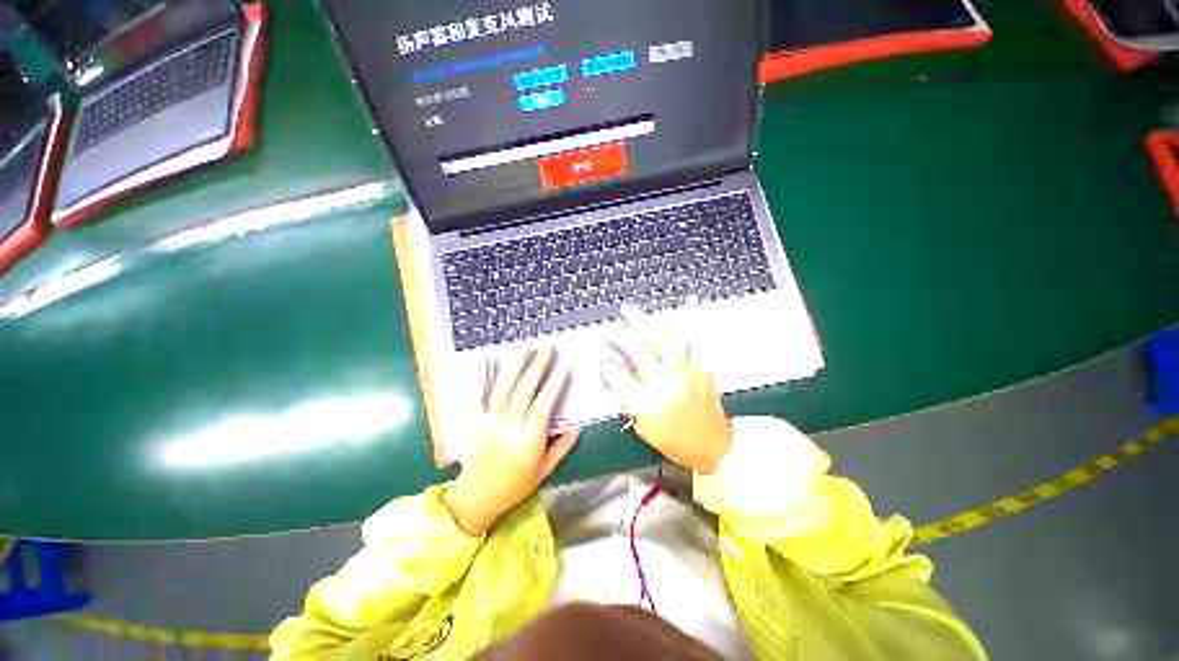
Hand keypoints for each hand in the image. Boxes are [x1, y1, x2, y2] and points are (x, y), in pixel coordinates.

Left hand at [443, 347, 580, 535]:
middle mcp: (508, 429)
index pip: (543, 408)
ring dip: (514, 366)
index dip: (554, 386)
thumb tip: (578, 426)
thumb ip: (562, 448)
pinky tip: (484, 359)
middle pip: (523, 392)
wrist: (477, 497)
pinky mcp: (475, 421)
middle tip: (547, 349)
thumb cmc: (515, 485)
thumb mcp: (545, 472)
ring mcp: (489, 423)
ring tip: (524, 347)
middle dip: (537, 367)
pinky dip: (480, 377)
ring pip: (503, 389)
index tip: (564, 367)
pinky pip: (477, 396)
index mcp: (528, 443)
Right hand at [600, 329, 732, 473]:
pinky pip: (683, 346)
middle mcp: (665, 384)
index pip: (618, 375)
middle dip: (620, 336)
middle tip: (613, 335)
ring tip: (635, 330)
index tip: (604, 363)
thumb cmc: (677, 443)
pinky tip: (660, 337)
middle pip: (637, 348)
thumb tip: (621, 378)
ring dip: (643, 332)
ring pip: (659, 340)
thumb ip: (630, 401)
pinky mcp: (699, 369)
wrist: (713, 446)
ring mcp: (684, 373)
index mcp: (647, 404)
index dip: (607, 366)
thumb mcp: (644, 428)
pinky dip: (669, 340)